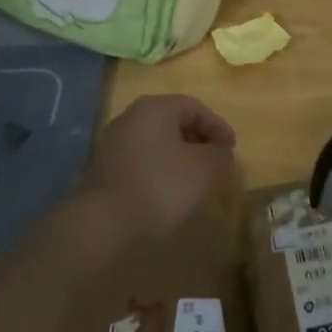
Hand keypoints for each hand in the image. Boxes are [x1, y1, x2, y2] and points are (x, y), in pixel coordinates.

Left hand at [78, 94, 235, 248]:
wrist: (100, 224)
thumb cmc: (160, 186)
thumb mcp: (204, 169)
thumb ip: (220, 155)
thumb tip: (220, 152)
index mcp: (156, 107)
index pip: (195, 107)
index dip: (218, 126)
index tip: (231, 150)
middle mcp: (131, 117)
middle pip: (173, 123)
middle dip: (198, 141)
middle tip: (214, 163)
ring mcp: (113, 144)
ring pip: (156, 143)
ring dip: (178, 158)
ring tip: (193, 181)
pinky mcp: (103, 170)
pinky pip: (140, 162)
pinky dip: (158, 172)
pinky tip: (166, 194)